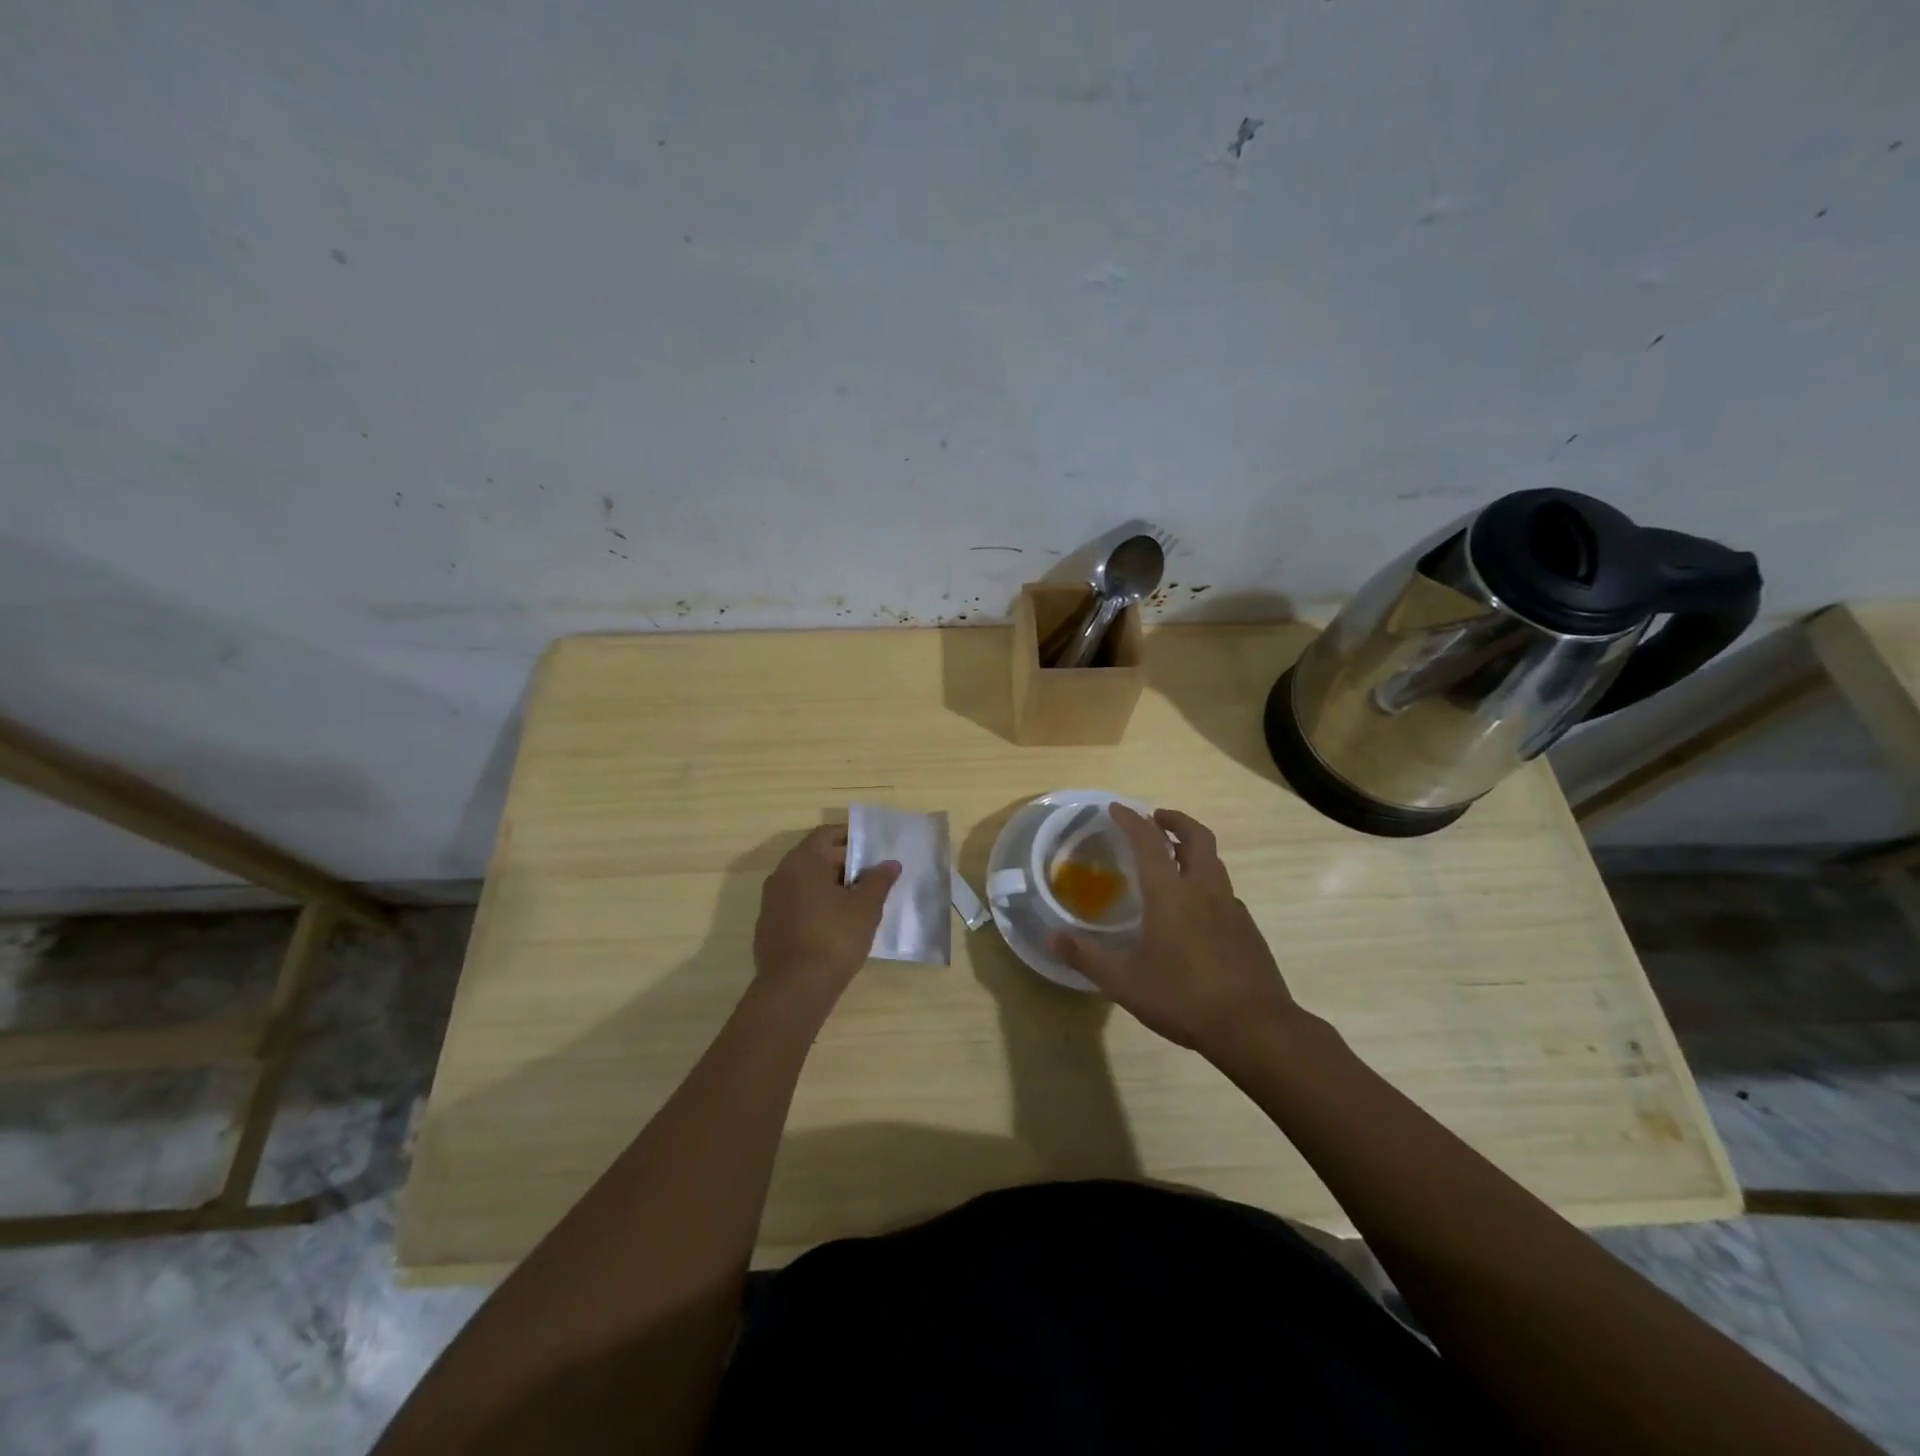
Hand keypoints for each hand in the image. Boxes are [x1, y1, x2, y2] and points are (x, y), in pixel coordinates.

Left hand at [753, 825, 899, 1006]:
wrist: (794, 989)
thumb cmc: (833, 938)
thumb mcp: (866, 907)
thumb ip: (879, 880)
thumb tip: (890, 863)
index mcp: (803, 861)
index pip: (828, 834)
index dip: (853, 837)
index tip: (876, 848)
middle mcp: (781, 875)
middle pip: (816, 857)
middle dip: (845, 864)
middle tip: (874, 876)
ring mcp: (771, 902)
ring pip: (806, 883)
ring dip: (831, 886)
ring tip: (859, 901)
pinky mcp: (769, 926)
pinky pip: (797, 904)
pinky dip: (817, 906)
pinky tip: (837, 925)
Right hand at [1051, 805, 1297, 1053]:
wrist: (1254, 1027)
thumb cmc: (1183, 997)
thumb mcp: (1124, 982)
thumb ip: (1086, 957)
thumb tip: (1052, 938)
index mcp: (1171, 894)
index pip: (1149, 842)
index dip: (1131, 820)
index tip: (1116, 808)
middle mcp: (1203, 890)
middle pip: (1197, 837)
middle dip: (1175, 820)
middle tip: (1155, 819)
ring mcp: (1231, 907)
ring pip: (1214, 861)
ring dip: (1193, 848)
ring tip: (1173, 859)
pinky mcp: (1247, 927)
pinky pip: (1224, 890)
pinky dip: (1206, 882)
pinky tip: (1196, 909)